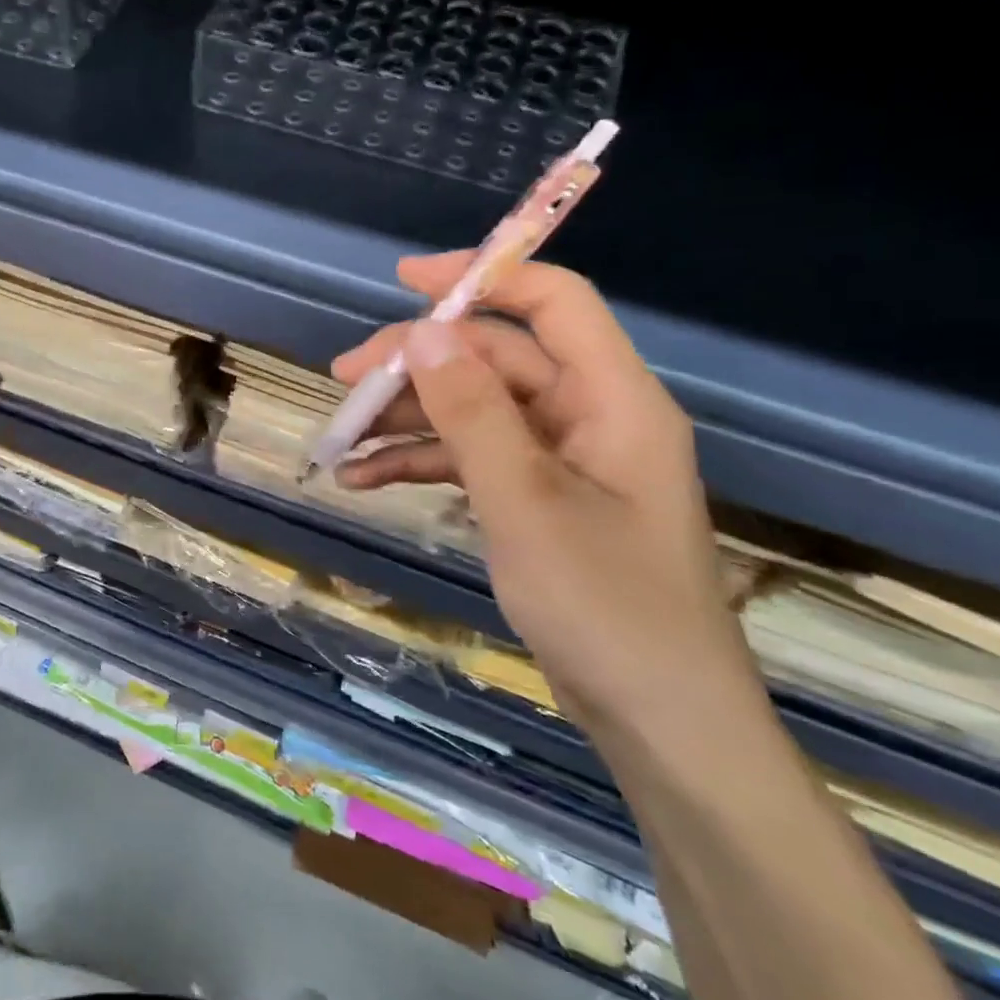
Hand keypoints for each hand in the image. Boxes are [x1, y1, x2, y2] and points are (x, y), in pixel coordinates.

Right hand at [331, 253, 753, 728]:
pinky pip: (469, 458)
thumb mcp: (526, 502)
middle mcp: (586, 416)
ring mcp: (558, 460)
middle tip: (345, 380)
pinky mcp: (536, 498)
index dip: (483, 276)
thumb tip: (425, 333)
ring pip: (471, 410)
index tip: (405, 279)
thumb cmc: (606, 607)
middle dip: (417, 365)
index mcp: (611, 399)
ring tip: (341, 439)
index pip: (552, 302)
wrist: (658, 723)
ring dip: (406, 419)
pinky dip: (418, 463)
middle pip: (492, 358)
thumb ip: (473, 413)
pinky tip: (362, 482)